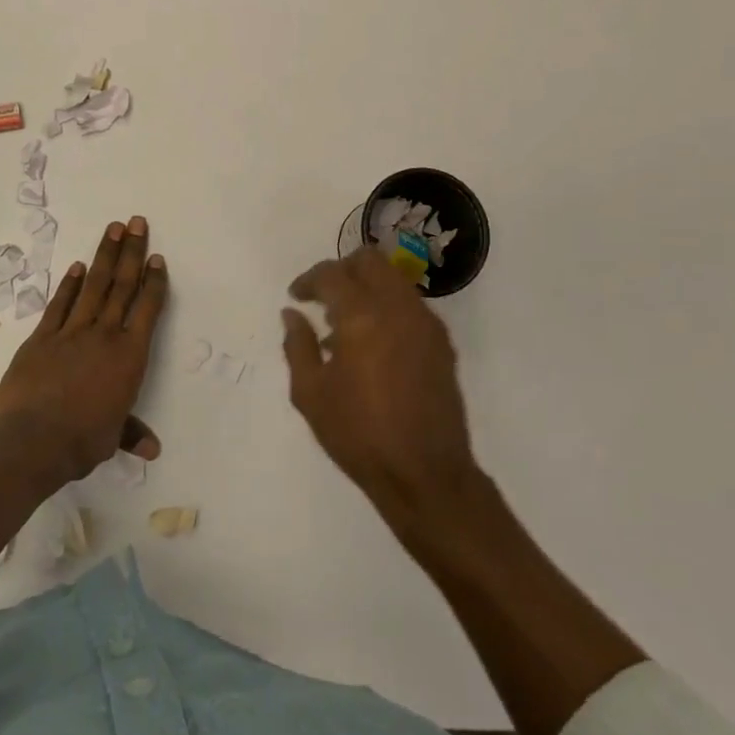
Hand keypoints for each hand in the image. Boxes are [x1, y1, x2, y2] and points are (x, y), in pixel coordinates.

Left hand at [0, 216, 167, 482]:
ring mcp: (71, 332)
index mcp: (129, 356)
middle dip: (132, 252)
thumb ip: (131, 432)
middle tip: (137, 222)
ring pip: (94, 286)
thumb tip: (152, 449)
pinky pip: (59, 304)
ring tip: (113, 229)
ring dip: (104, 255)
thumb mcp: (112, 437)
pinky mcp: (42, 337)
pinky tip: (77, 266)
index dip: (154, 281)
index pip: (147, 309)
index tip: (157, 257)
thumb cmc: (82, 440)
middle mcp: (104, 335)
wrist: (33, 440)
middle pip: (122, 286)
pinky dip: (69, 284)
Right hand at [282, 246, 476, 515]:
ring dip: (366, 288)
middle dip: (342, 270)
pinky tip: (372, 343)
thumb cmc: (359, 434)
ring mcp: (426, 323)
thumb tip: (292, 314)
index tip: (296, 296)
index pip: (332, 274)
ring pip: (393, 280)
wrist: (425, 474)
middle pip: (370, 261)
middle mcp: (398, 308)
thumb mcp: (311, 393)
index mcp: (362, 315)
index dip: (309, 280)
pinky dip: (387, 307)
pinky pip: (410, 306)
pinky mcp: (442, 343)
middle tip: (323, 296)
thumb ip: (297, 345)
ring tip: (345, 324)